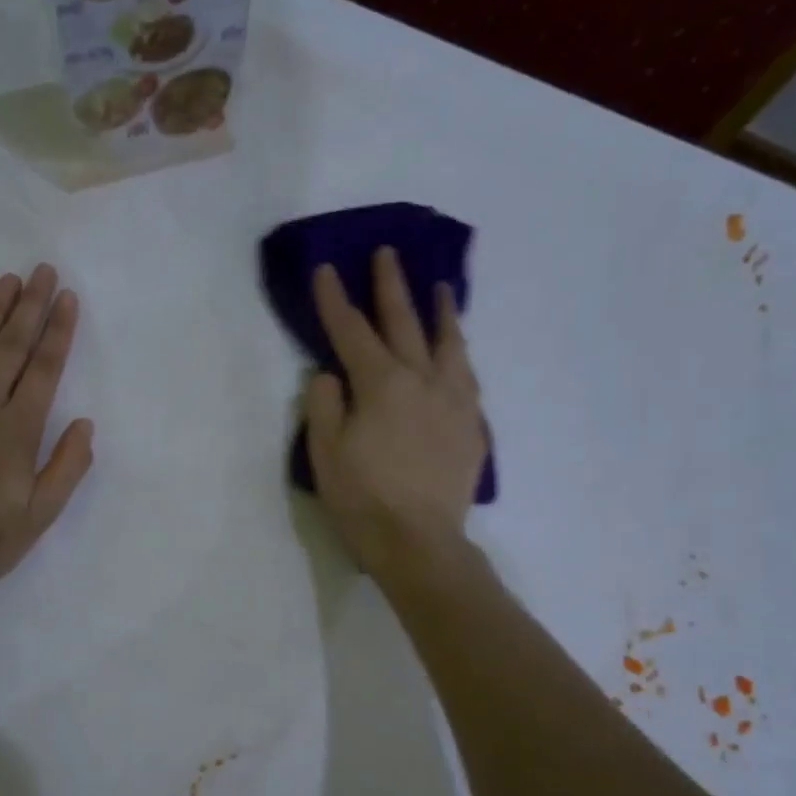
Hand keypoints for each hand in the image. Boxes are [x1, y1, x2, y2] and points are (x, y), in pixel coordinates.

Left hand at [0, 265, 93, 607]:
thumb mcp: (38, 518)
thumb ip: (66, 469)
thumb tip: (85, 425)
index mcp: (17, 432)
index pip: (44, 371)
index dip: (58, 332)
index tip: (67, 298)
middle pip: (11, 348)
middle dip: (30, 307)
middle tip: (42, 270)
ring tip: (7, 280)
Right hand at [305, 248, 486, 574]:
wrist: (420, 541)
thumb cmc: (362, 499)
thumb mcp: (324, 453)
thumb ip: (324, 405)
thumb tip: (329, 373)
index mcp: (381, 384)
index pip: (351, 331)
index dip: (334, 300)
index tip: (326, 269)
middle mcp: (422, 380)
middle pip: (405, 323)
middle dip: (391, 286)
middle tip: (388, 254)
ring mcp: (454, 401)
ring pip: (449, 343)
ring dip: (441, 312)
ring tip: (441, 289)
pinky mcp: (472, 425)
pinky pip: (467, 377)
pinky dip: (459, 355)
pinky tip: (457, 355)